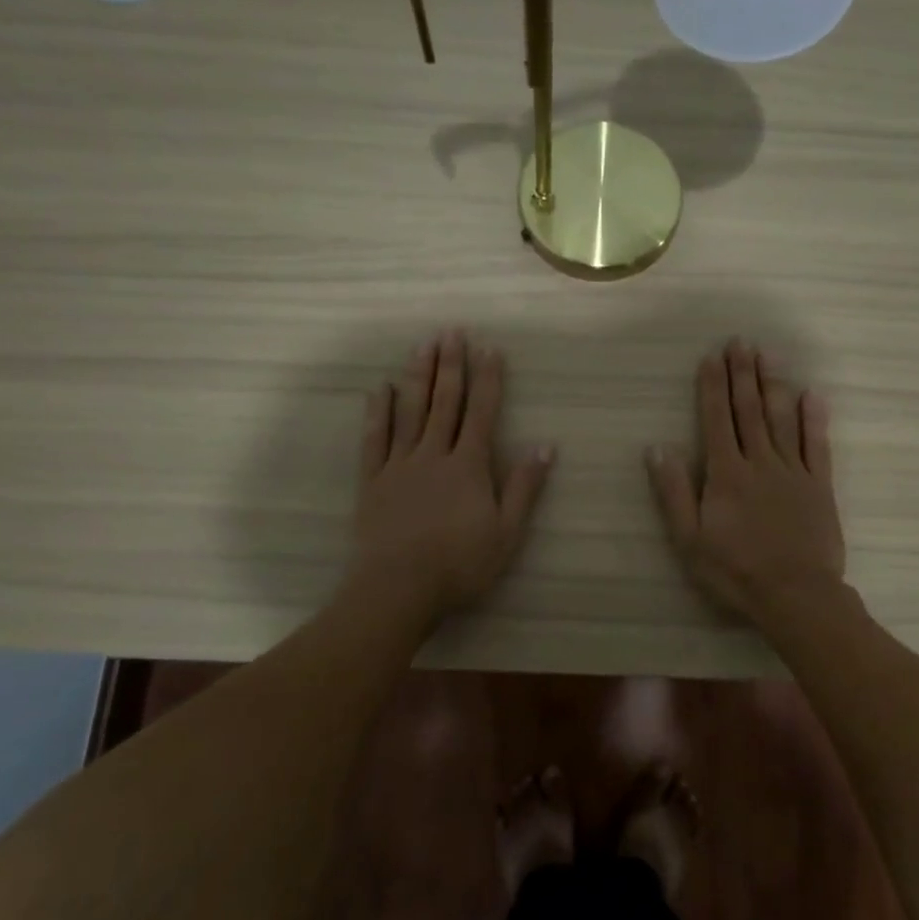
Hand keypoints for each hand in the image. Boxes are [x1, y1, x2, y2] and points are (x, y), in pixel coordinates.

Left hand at [351, 330, 553, 618]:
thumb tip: (545, 446)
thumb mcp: (506, 532)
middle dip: (451, 365)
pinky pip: (374, 438)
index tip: (489, 348)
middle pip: (444, 402)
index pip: (482, 412)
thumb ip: (524, 487)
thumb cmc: (460, 564)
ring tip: (421, 345)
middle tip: (452, 331)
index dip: (488, 379)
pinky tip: (380, 389)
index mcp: (469, 465)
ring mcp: (400, 464)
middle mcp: (434, 454)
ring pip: (410, 411)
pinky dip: (378, 412)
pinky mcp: (373, 480)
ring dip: (417, 376)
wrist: (399, 588)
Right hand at [645, 339, 845, 625]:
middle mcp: (759, 462)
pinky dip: (814, 419)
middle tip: (741, 342)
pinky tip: (812, 394)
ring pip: (781, 419)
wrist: (796, 595)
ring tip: (767, 356)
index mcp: (726, 474)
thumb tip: (657, 448)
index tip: (711, 357)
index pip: (716, 420)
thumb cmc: (735, 571)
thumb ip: (674, 492)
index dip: (712, 387)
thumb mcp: (690, 539)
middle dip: (742, 374)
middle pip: (749, 410)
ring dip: (773, 385)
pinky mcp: (819, 486)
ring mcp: (793, 472)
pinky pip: (817, 445)